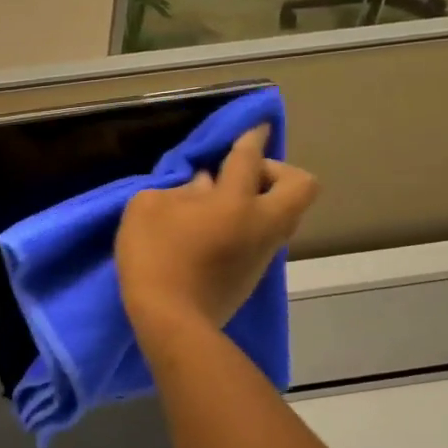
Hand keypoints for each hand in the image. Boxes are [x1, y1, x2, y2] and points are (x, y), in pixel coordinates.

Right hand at [116, 125, 317, 337]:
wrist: (171, 319)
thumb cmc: (154, 256)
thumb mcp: (147, 209)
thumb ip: (178, 190)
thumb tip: (203, 188)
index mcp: (236, 202)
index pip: (249, 159)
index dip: (251, 138)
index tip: (256, 127)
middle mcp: (262, 223)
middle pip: (300, 186)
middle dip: (278, 171)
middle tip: (243, 175)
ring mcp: (263, 252)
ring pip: (283, 214)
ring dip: (262, 201)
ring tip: (222, 204)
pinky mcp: (254, 276)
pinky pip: (264, 237)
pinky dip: (248, 225)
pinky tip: (215, 232)